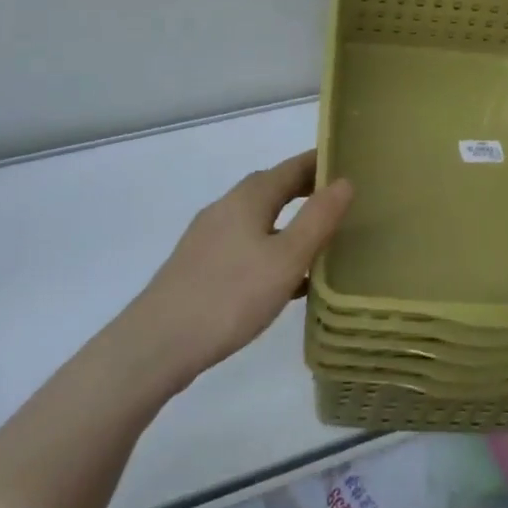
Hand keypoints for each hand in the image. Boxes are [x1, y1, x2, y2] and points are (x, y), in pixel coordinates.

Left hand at [129, 150, 352, 387]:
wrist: (157, 344)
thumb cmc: (230, 295)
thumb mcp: (286, 259)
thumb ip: (318, 219)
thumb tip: (344, 181)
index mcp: (249, 197)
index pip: (292, 167)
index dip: (321, 163)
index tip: (350, 164)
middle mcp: (227, 207)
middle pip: (274, 189)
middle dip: (306, 191)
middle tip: (342, 203)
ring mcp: (209, 237)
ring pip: (259, 220)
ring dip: (289, 223)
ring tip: (321, 242)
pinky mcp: (200, 266)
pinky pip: (246, 245)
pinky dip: (271, 250)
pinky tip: (285, 283)